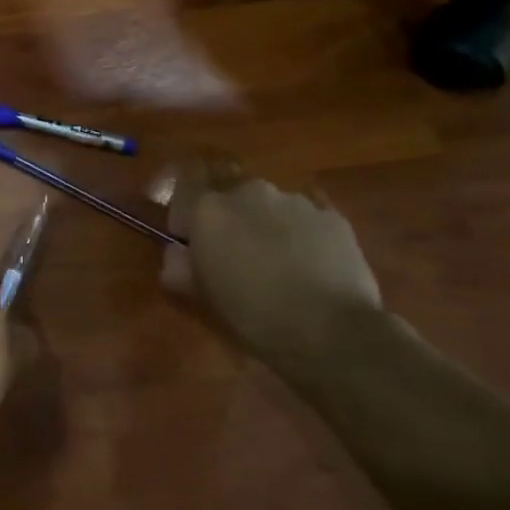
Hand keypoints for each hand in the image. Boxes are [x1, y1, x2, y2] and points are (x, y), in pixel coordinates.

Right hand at [162, 158, 382, 366]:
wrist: (330, 330)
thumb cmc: (252, 314)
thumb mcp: (201, 296)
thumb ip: (179, 267)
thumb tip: (177, 254)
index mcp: (209, 209)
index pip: (187, 178)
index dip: (186, 203)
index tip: (187, 232)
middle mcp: (249, 192)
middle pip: (231, 191)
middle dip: (229, 214)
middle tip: (234, 250)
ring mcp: (295, 201)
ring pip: (270, 204)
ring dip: (266, 224)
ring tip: (278, 261)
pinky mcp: (333, 216)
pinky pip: (306, 218)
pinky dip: (301, 234)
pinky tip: (309, 266)